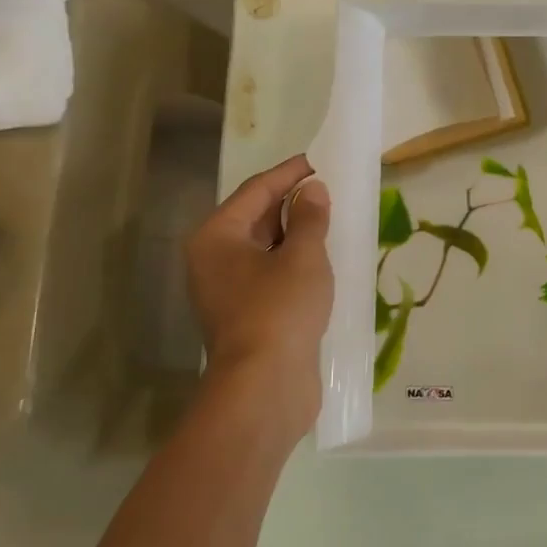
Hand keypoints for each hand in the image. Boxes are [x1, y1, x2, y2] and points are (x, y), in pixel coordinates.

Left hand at [185, 154, 333, 410]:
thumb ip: (310, 218)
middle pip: (256, 219)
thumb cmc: (279, 310)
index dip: (289, 173)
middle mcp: (214, 260)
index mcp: (216, 237)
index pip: (255, 191)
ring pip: (266, 250)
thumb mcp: (303, 257)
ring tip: (333, 220)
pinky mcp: (247, 316)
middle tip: (330, 190)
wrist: (265, 387)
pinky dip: (295, 263)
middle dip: (293, 204)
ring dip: (297, 235)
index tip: (319, 160)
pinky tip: (324, 261)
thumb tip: (313, 190)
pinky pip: (272, 276)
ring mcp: (228, 291)